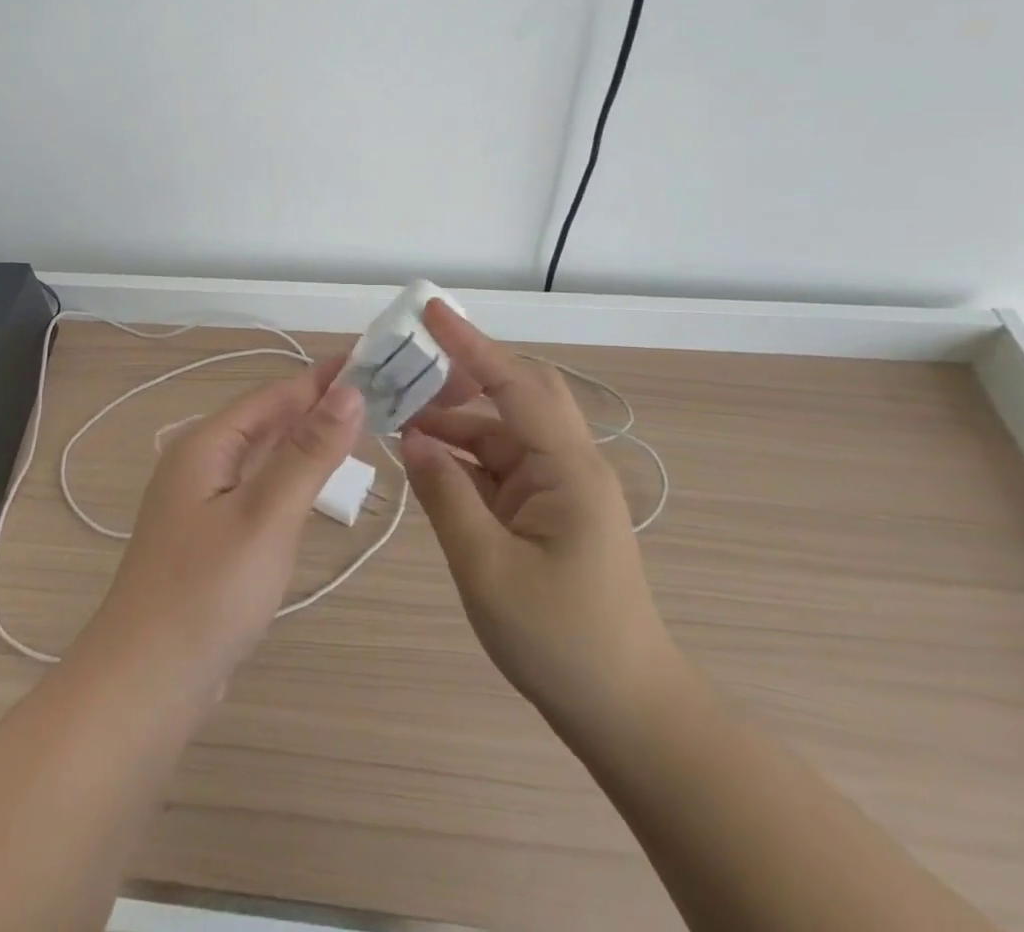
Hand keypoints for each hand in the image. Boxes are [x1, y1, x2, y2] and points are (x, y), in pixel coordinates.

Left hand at [80, 360, 365, 702]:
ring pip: (264, 455)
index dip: (324, 377)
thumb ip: (308, 453)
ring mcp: (202, 502)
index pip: (276, 394)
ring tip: (358, 429)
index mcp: (206, 444)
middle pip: (268, 420)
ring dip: (307, 440)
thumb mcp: (265, 517)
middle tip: (379, 395)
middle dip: (319, 405)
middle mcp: (200, 462)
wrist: (144, 686)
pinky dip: (292, 477)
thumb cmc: (207, 594)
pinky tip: (314, 485)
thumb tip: (349, 391)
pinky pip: (258, 489)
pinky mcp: (211, 537)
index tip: (375, 360)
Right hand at [400, 301, 680, 745]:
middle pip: (517, 394)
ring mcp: (558, 488)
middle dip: (465, 372)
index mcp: (567, 468)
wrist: (625, 713)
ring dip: (455, 420)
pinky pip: (499, 466)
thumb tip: (411, 438)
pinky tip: (425, 459)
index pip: (515, 385)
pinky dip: (461, 456)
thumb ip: (446, 495)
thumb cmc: (561, 641)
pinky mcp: (546, 510)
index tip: (430, 311)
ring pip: (502, 431)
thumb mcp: (487, 568)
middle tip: (410, 363)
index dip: (470, 345)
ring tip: (399, 413)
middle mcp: (567, 464)